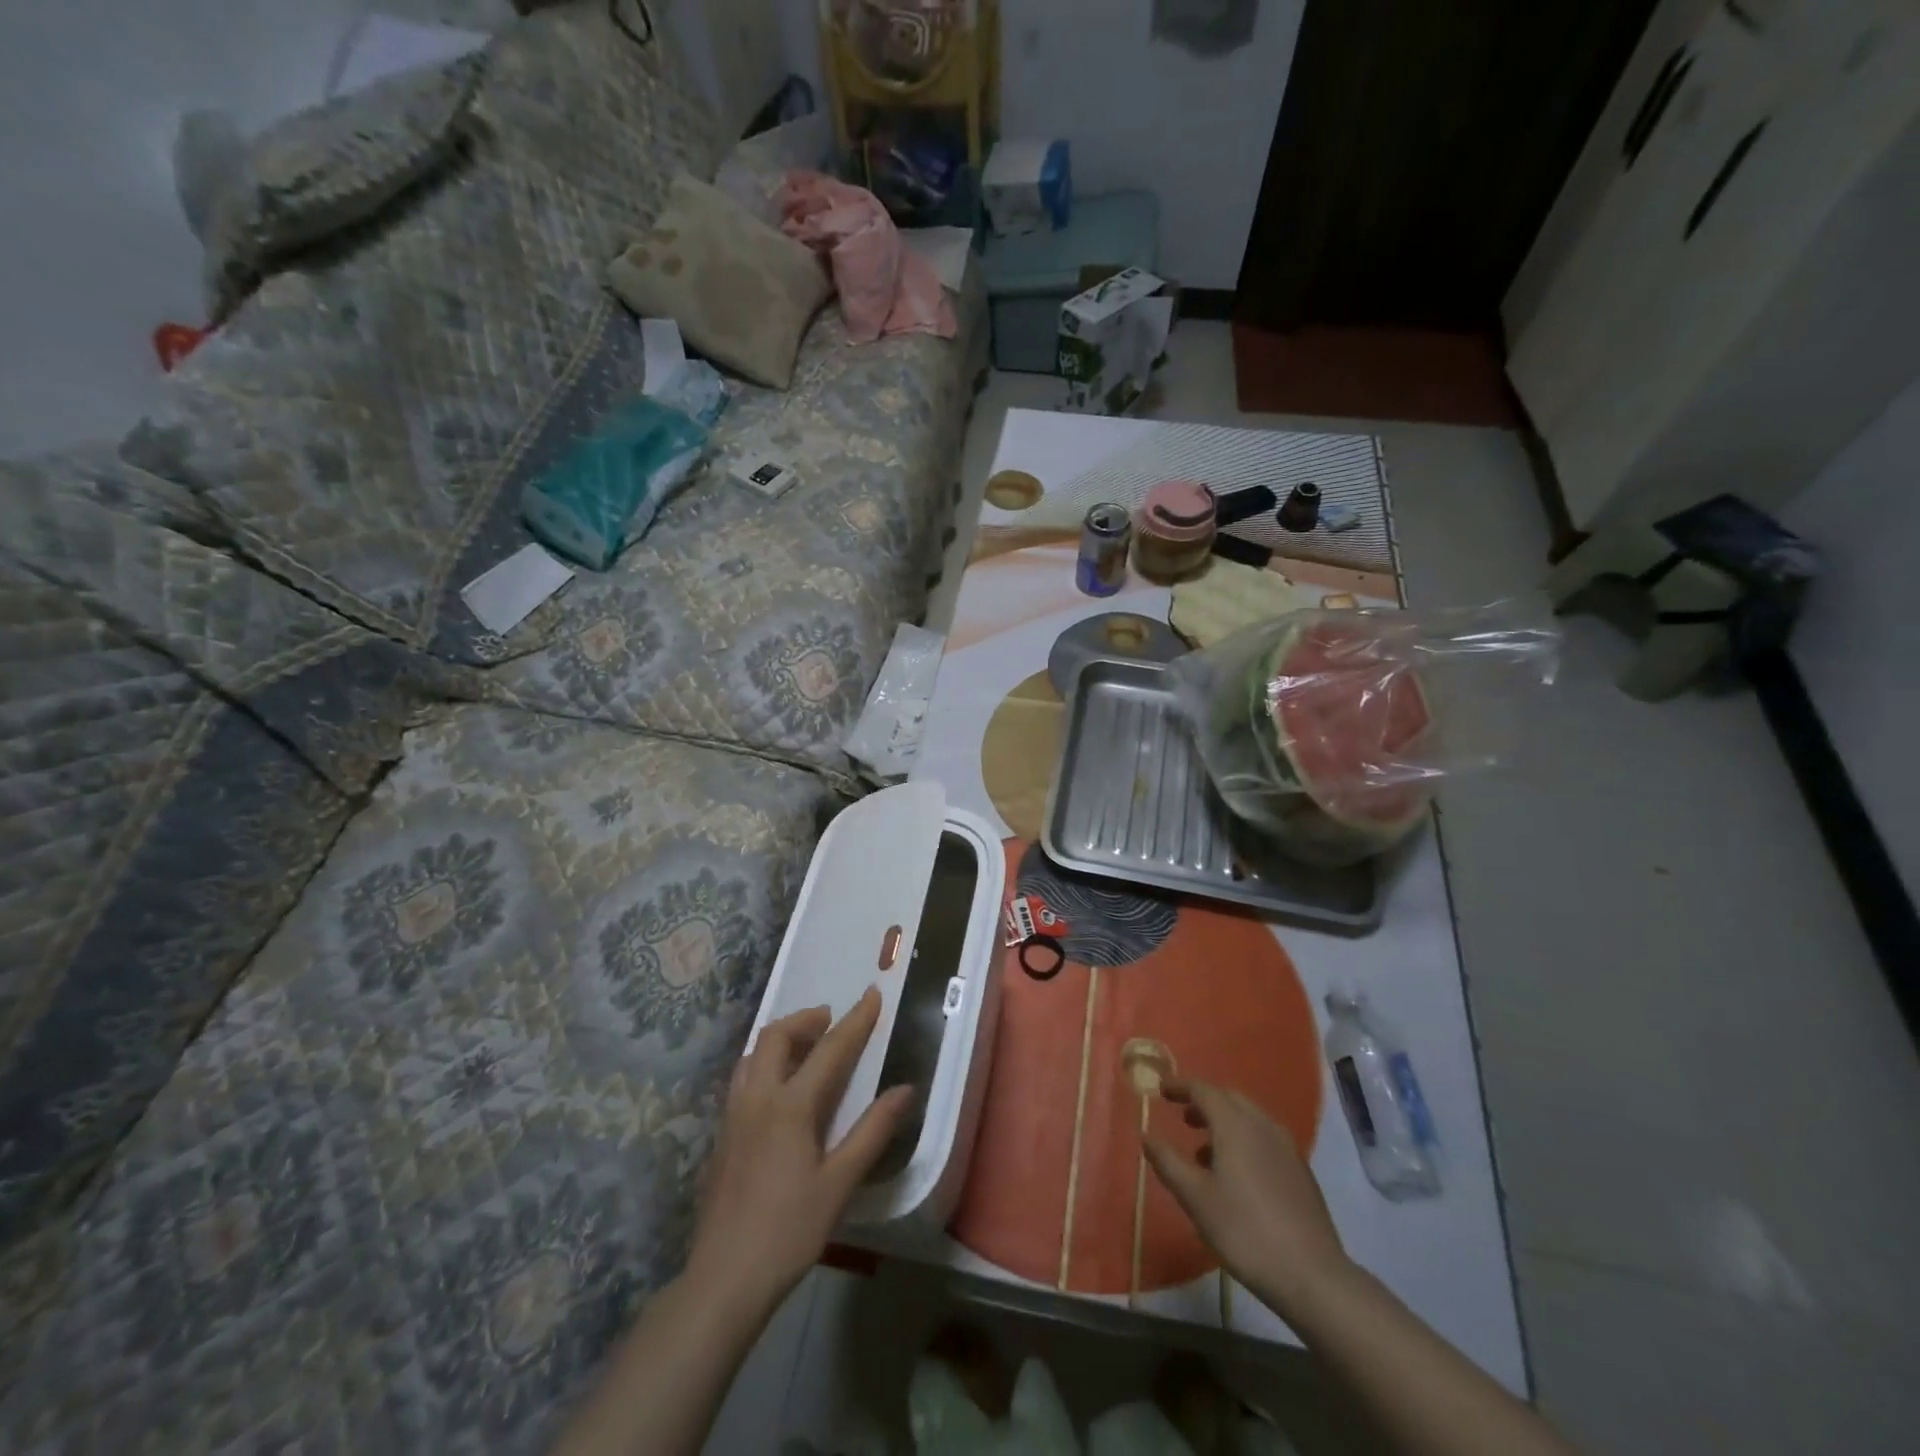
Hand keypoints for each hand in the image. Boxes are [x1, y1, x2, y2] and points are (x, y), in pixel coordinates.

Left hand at [686, 988, 911, 1313]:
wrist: (723, 1279)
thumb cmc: (788, 1231)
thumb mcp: (840, 1184)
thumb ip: (872, 1131)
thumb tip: (905, 1089)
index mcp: (790, 1105)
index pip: (830, 1049)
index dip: (855, 1020)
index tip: (872, 994)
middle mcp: (758, 1098)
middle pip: (776, 1036)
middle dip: (806, 1019)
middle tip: (830, 1019)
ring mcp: (734, 1116)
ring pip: (753, 1055)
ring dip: (781, 1038)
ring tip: (805, 1046)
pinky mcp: (722, 1136)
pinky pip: (742, 1078)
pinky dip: (764, 1063)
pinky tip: (778, 1089)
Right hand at [1143, 1078, 1352, 1318]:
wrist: (1312, 1276)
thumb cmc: (1245, 1231)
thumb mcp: (1195, 1198)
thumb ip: (1168, 1162)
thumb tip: (1147, 1136)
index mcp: (1235, 1125)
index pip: (1203, 1090)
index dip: (1180, 1087)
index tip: (1162, 1091)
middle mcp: (1262, 1125)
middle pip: (1229, 1098)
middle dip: (1203, 1102)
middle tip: (1182, 1117)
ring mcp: (1286, 1147)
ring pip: (1249, 1118)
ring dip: (1224, 1123)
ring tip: (1204, 1152)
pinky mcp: (1300, 1171)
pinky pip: (1265, 1138)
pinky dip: (1243, 1140)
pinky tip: (1237, 1175)